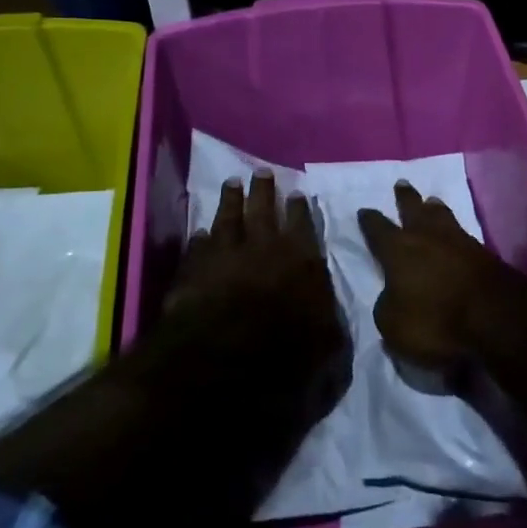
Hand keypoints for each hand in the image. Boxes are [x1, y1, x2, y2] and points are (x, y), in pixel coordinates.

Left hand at [170, 173, 343, 347]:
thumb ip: (328, 317)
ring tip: (231, 184)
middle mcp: (264, 246)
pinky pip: (198, 246)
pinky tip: (199, 232)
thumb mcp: (327, 340)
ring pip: (228, 217)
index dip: (299, 208)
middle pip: (263, 208)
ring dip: (230, 200)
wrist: (226, 355)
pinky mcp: (195, 269)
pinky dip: (200, 238)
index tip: (296, 193)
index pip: (302, 223)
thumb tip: (331, 314)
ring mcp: (226, 253)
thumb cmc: (286, 348)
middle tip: (261, 172)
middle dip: (263, 189)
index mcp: (301, 257)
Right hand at [358, 181, 522, 374]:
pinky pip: (462, 234)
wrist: (496, 319)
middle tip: (401, 184)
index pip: (377, 229)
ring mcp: (459, 241)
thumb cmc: (436, 321)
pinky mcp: (484, 253)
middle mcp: (427, 236)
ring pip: (442, 215)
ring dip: (434, 208)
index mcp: (398, 249)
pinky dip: (455, 231)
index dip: (369, 220)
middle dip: (405, 198)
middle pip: (413, 209)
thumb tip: (391, 296)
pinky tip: (455, 233)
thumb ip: (387, 306)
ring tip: (431, 201)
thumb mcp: (394, 326)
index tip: (364, 211)